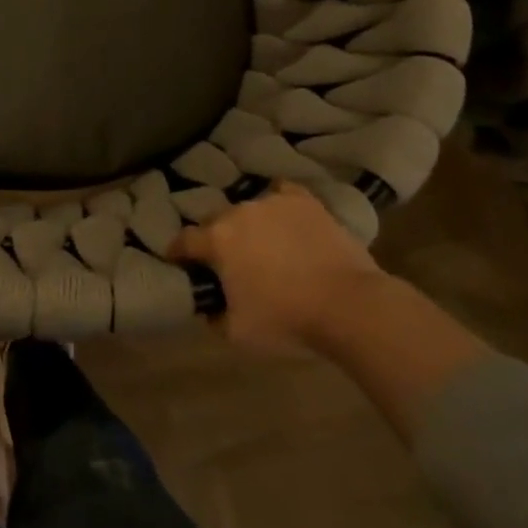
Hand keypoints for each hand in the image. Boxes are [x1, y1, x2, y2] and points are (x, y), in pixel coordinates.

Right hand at [169, 181, 387, 356]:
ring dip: (248, 226)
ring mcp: (271, 202)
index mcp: (216, 240)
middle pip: (216, 222)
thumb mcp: (238, 334)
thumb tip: (207, 306)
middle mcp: (237, 212)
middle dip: (217, 239)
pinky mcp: (303, 201)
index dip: (178, 252)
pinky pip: (281, 194)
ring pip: (248, 210)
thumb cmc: (288, 320)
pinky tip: (284, 219)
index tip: (178, 262)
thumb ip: (213, 317)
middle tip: (229, 262)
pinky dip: (278, 205)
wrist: (349, 306)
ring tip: (264, 246)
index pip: (184, 240)